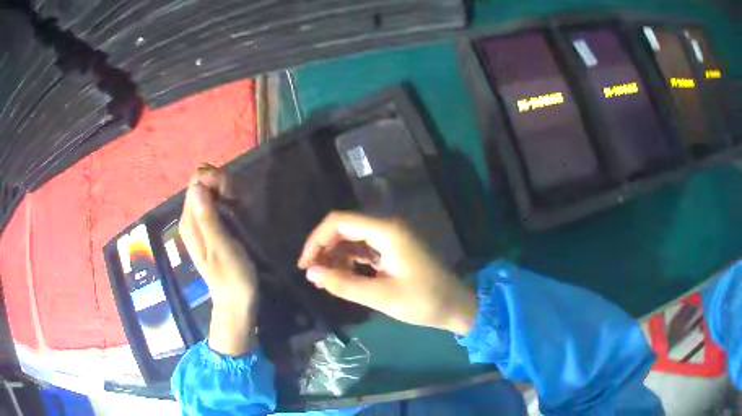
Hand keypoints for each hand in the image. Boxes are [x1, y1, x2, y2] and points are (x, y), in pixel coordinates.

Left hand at [179, 165, 258, 355]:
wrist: (236, 302)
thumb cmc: (231, 277)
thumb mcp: (221, 247)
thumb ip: (208, 217)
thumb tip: (198, 186)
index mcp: (190, 223)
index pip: (196, 183)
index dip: (214, 179)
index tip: (232, 193)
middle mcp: (191, 219)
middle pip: (203, 184)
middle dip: (222, 184)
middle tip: (239, 201)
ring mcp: (200, 224)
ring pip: (211, 192)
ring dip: (228, 193)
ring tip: (242, 207)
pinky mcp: (211, 228)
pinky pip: (217, 204)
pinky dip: (230, 201)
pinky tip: (241, 211)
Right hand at [298, 212, 477, 335]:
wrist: (456, 306)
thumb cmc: (423, 301)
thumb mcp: (381, 297)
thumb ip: (343, 284)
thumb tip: (311, 273)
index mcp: (387, 230)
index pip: (339, 222)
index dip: (316, 240)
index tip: (305, 265)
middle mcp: (388, 226)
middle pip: (344, 227)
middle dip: (324, 248)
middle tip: (313, 275)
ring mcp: (392, 237)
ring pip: (353, 238)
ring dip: (335, 255)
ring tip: (324, 279)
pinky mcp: (394, 248)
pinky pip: (364, 248)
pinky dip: (349, 260)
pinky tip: (341, 276)